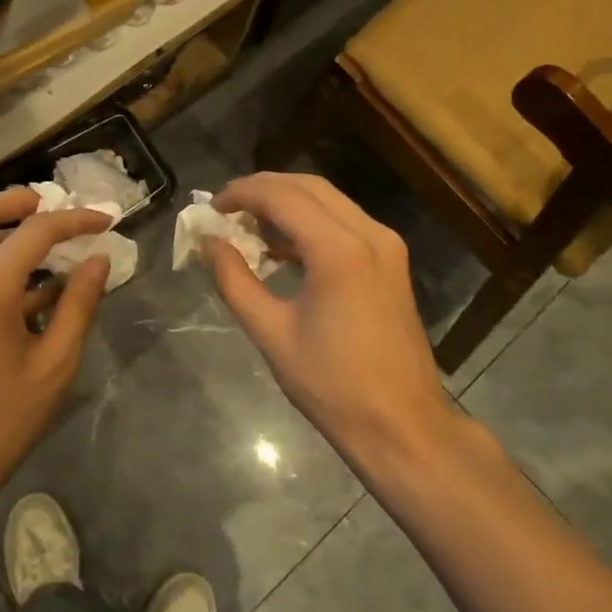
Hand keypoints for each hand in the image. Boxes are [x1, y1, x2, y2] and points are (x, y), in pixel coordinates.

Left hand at [0, 188, 111, 521]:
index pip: (35, 230)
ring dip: (9, 231)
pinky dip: (0, 261)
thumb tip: (99, 260)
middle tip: (58, 209)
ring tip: (57, 247)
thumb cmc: (1, 419)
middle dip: (20, 201)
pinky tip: (40, 290)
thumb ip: (79, 304)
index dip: (75, 220)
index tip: (107, 220)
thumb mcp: (54, 363)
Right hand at [205, 173, 456, 472]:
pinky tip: (283, 247)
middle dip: (263, 189)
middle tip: (226, 209)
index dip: (241, 194)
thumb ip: (235, 280)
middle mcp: (369, 234)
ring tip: (248, 225)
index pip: (282, 197)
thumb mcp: (271, 333)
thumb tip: (209, 244)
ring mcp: (386, 245)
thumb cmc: (332, 385)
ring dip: (287, 202)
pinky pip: (345, 222)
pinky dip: (311, 222)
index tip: (211, 208)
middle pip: (308, 187)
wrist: (402, 424)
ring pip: (329, 200)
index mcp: (339, 251)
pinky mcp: (392, 260)